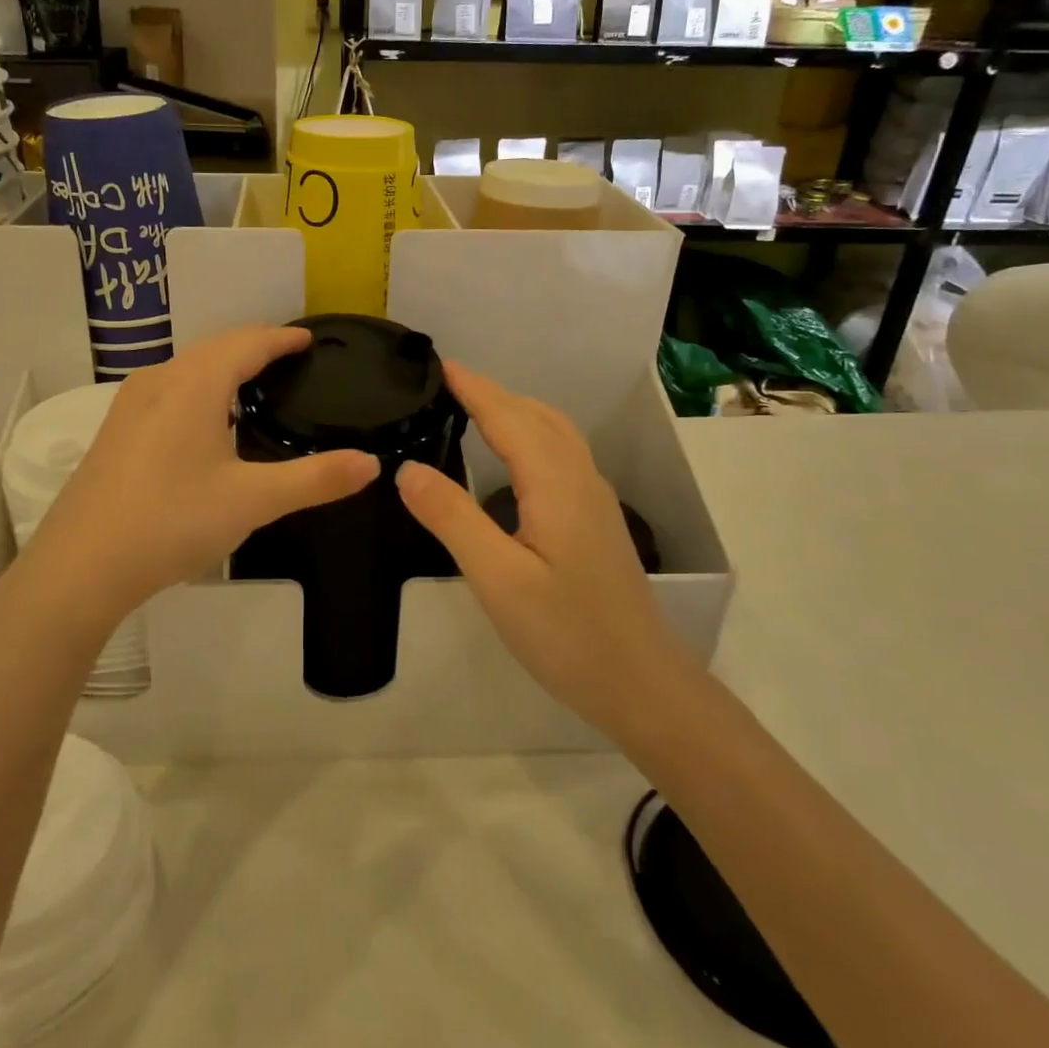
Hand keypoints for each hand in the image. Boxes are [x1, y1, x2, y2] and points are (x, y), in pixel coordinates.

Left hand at [14, 325, 378, 640]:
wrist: (80, 566)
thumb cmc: (171, 522)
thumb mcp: (253, 501)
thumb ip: (315, 479)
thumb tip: (372, 464)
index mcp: (196, 384)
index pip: (248, 343)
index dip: (282, 338)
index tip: (309, 339)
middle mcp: (160, 380)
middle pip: (216, 348)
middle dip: (255, 345)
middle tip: (290, 357)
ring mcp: (131, 404)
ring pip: (188, 367)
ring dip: (224, 365)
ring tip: (255, 383)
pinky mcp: (116, 430)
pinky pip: (169, 389)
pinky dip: (200, 387)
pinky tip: (207, 421)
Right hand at [395, 362, 687, 744]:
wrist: (641, 683)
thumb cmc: (566, 633)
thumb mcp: (497, 579)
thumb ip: (452, 518)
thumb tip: (407, 468)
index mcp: (555, 483)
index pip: (507, 416)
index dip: (472, 387)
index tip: (437, 363)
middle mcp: (579, 478)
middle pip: (535, 415)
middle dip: (491, 392)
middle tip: (444, 385)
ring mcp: (593, 498)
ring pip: (553, 432)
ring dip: (514, 410)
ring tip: (471, 410)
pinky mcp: (596, 519)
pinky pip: (560, 453)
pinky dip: (530, 433)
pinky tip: (511, 459)